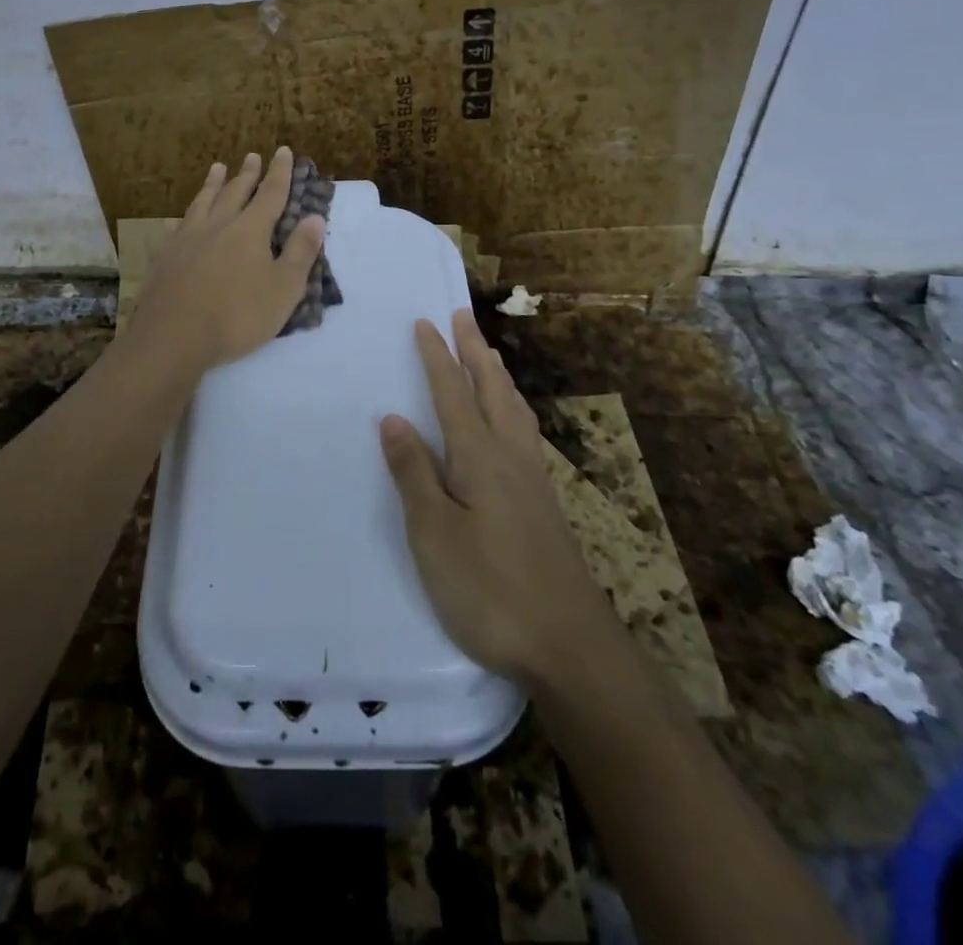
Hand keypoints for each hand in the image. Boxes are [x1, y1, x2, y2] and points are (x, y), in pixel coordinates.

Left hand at [125, 148, 325, 374]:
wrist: (173, 336)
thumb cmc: (237, 316)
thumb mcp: (283, 289)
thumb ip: (300, 251)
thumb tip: (315, 217)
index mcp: (250, 230)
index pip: (270, 194)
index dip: (279, 173)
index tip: (283, 151)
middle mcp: (218, 225)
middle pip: (235, 191)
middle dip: (248, 173)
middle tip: (252, 156)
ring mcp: (187, 238)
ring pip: (204, 201)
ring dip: (214, 183)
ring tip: (218, 168)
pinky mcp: (166, 256)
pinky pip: (180, 223)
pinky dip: (189, 212)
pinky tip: (186, 216)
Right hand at [381, 310, 615, 686]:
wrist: (569, 645)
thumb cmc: (489, 590)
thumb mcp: (434, 534)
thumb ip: (414, 474)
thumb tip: (393, 418)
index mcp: (479, 458)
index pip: (453, 395)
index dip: (437, 357)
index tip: (426, 322)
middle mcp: (511, 457)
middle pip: (492, 390)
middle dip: (475, 351)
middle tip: (463, 316)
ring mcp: (533, 481)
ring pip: (515, 410)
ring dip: (498, 375)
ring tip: (489, 355)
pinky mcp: (544, 505)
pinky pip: (524, 432)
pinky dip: (512, 406)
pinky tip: (512, 424)